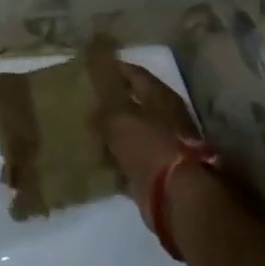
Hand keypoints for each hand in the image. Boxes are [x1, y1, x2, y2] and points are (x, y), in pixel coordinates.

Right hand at [98, 62, 204, 234]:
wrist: (178, 197)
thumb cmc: (150, 145)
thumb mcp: (118, 119)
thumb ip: (103, 110)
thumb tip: (94, 109)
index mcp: (160, 97)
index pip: (135, 73)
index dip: (115, 69)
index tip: (94, 68)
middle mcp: (166, 118)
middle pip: (135, 104)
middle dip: (112, 104)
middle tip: (86, 100)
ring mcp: (164, 147)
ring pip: (132, 134)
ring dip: (114, 134)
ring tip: (87, 130)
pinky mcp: (158, 174)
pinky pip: (132, 161)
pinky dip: (118, 161)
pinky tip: (98, 159)